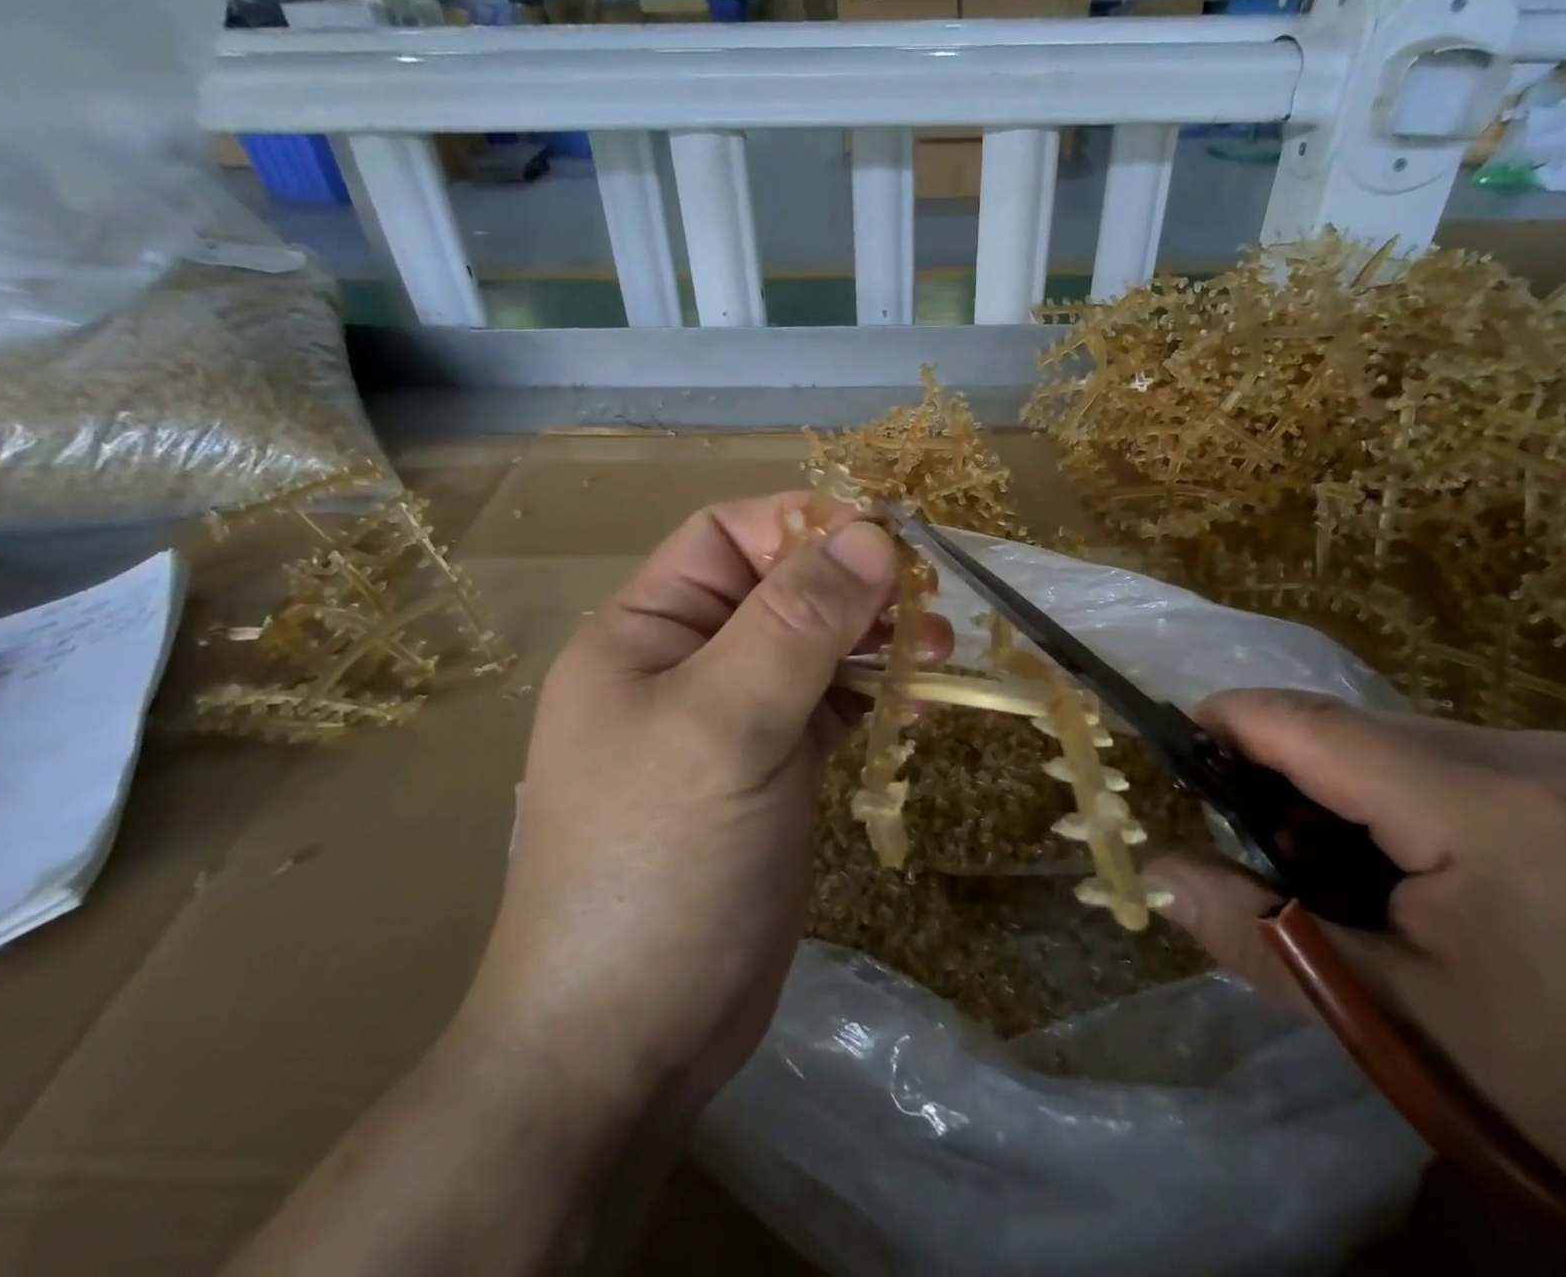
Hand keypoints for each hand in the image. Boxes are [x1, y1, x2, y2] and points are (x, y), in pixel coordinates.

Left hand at [455, 493, 937, 1121]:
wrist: (628, 1040)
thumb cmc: (659, 864)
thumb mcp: (725, 724)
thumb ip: (797, 622)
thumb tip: (873, 535)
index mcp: (648, 630)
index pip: (730, 537)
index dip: (805, 525)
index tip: (887, 542)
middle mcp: (687, 662)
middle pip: (782, 589)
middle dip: (855, 588)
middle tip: (928, 606)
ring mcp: (732, 719)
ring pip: (814, 648)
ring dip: (875, 642)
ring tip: (937, 651)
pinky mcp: (772, 769)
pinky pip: (829, 706)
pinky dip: (873, 697)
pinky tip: (916, 708)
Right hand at [1146, 691, 1565, 1270]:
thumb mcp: (1402, 1024)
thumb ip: (1263, 937)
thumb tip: (1156, 874)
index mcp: (1493, 809)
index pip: (1318, 727)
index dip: (1232, 720)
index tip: (1172, 739)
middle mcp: (1538, 756)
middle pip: (1356, 729)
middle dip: (1286, 772)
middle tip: (1257, 847)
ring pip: (1402, 742)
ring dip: (1343, 788)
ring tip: (1337, 871)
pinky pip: (1454, 760)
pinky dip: (1401, 797)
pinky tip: (1415, 870)